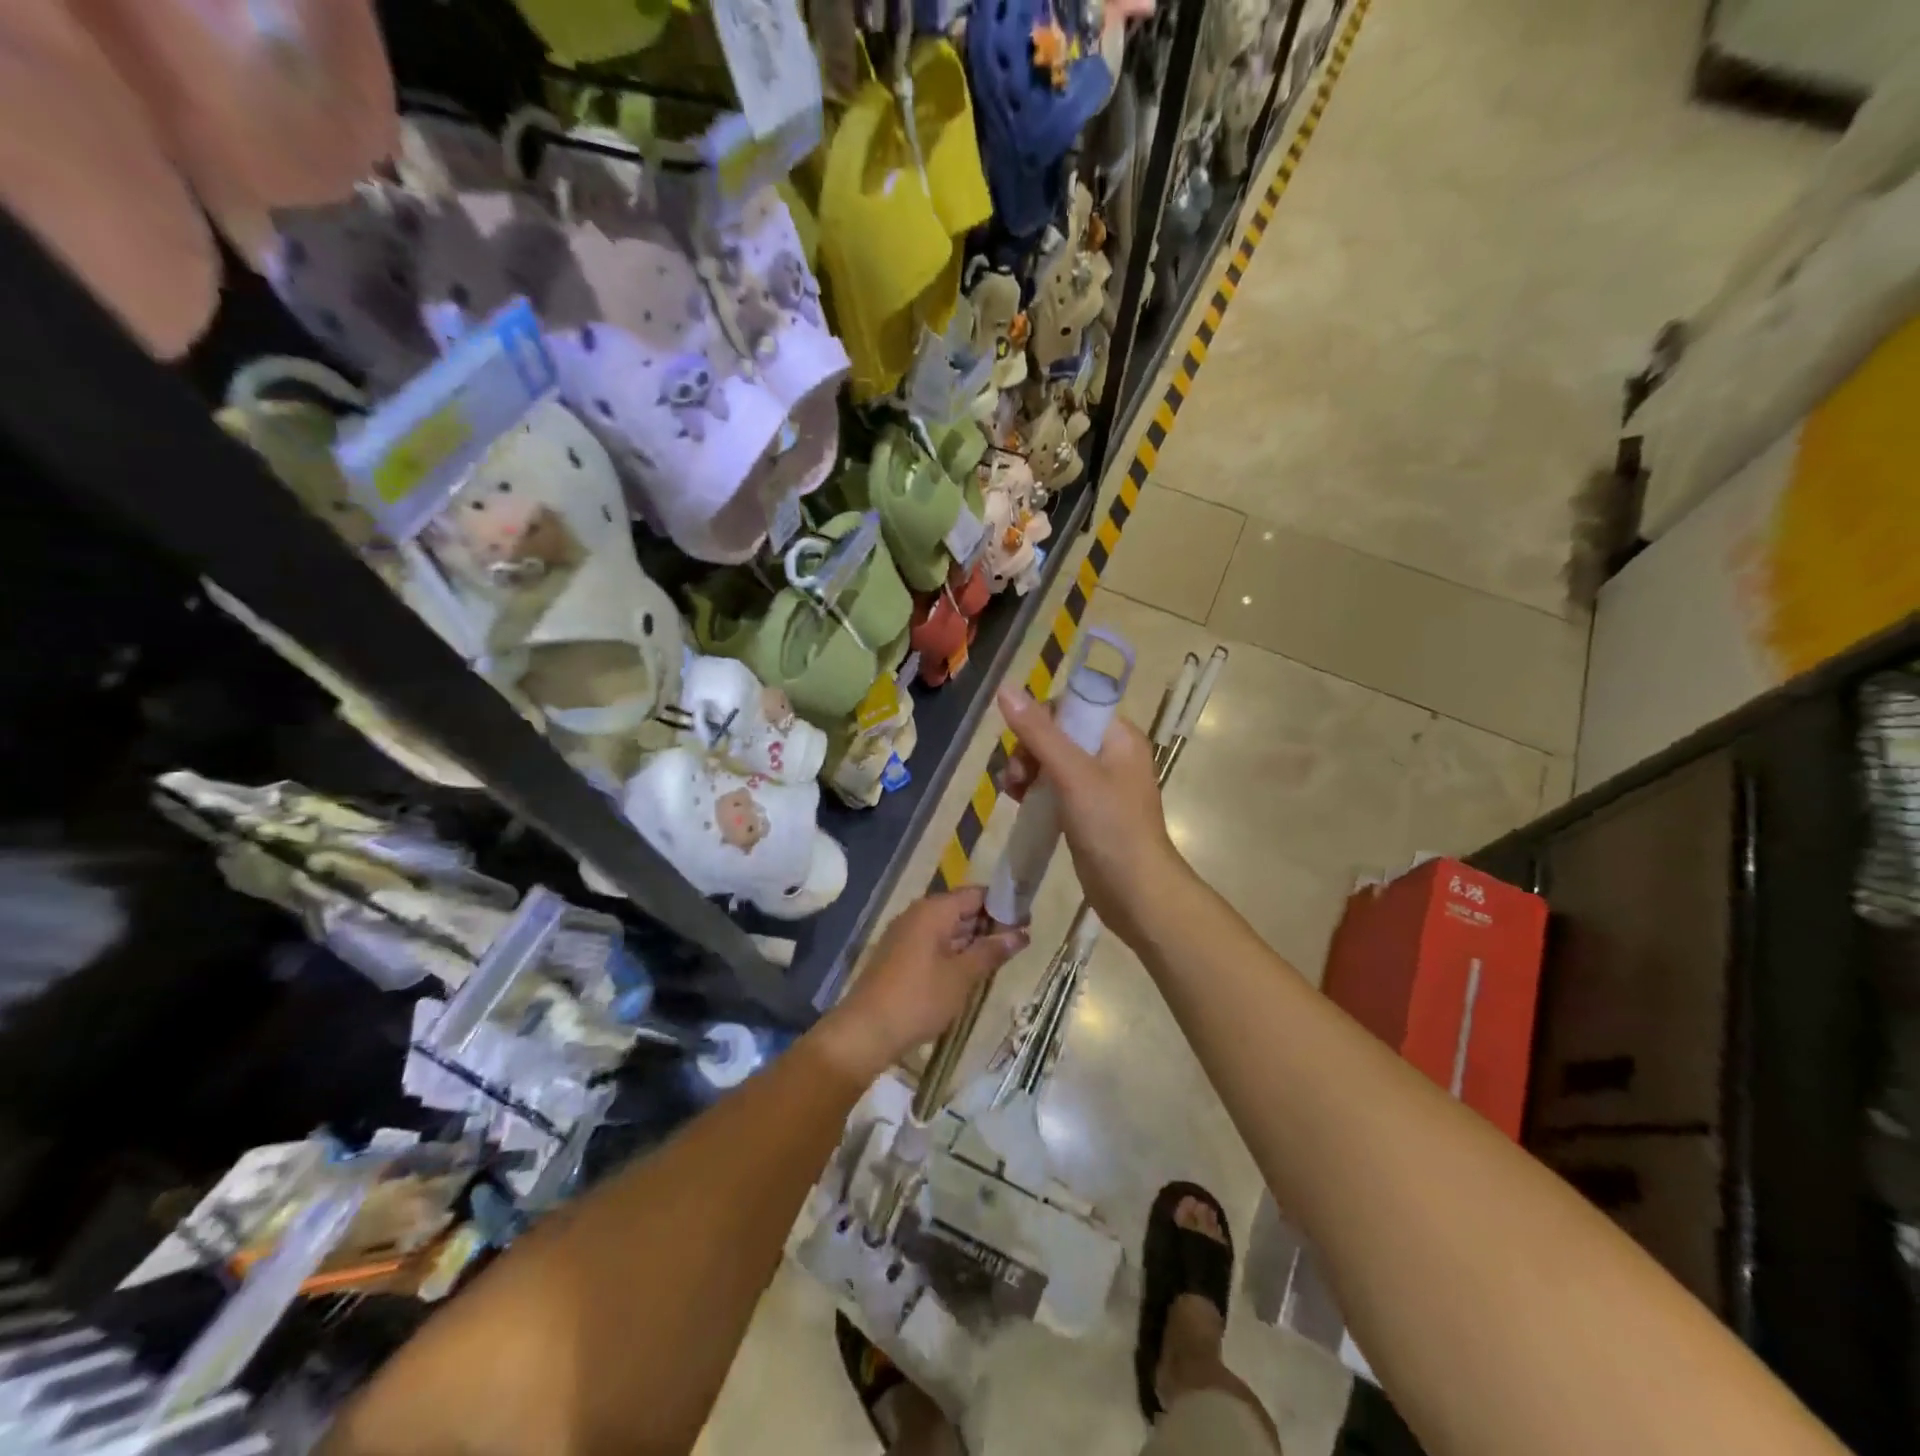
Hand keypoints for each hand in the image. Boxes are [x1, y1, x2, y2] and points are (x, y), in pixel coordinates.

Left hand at [815, 888, 1028, 1080]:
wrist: (865, 1031)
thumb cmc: (918, 998)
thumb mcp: (962, 976)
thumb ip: (991, 951)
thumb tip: (1021, 933)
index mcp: (933, 910)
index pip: (976, 893)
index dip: (1003, 904)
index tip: (1027, 920)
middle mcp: (918, 914)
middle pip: (961, 908)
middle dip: (990, 923)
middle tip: (1020, 940)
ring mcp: (906, 934)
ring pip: (948, 927)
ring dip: (973, 939)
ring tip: (1003, 955)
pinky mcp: (900, 955)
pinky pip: (935, 942)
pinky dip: (955, 950)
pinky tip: (972, 968)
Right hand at [997, 685, 1189, 947]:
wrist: (1136, 892)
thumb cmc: (1110, 826)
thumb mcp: (1072, 773)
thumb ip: (1038, 731)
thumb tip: (1005, 689)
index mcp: (1118, 736)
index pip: (1071, 705)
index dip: (1041, 719)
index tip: (1022, 744)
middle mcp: (1111, 754)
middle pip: (1057, 733)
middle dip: (1028, 749)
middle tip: (1016, 777)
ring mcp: (1099, 785)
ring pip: (1051, 761)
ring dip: (1026, 771)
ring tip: (1012, 793)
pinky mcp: (1087, 811)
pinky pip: (1054, 787)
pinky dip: (1034, 791)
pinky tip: (1018, 803)